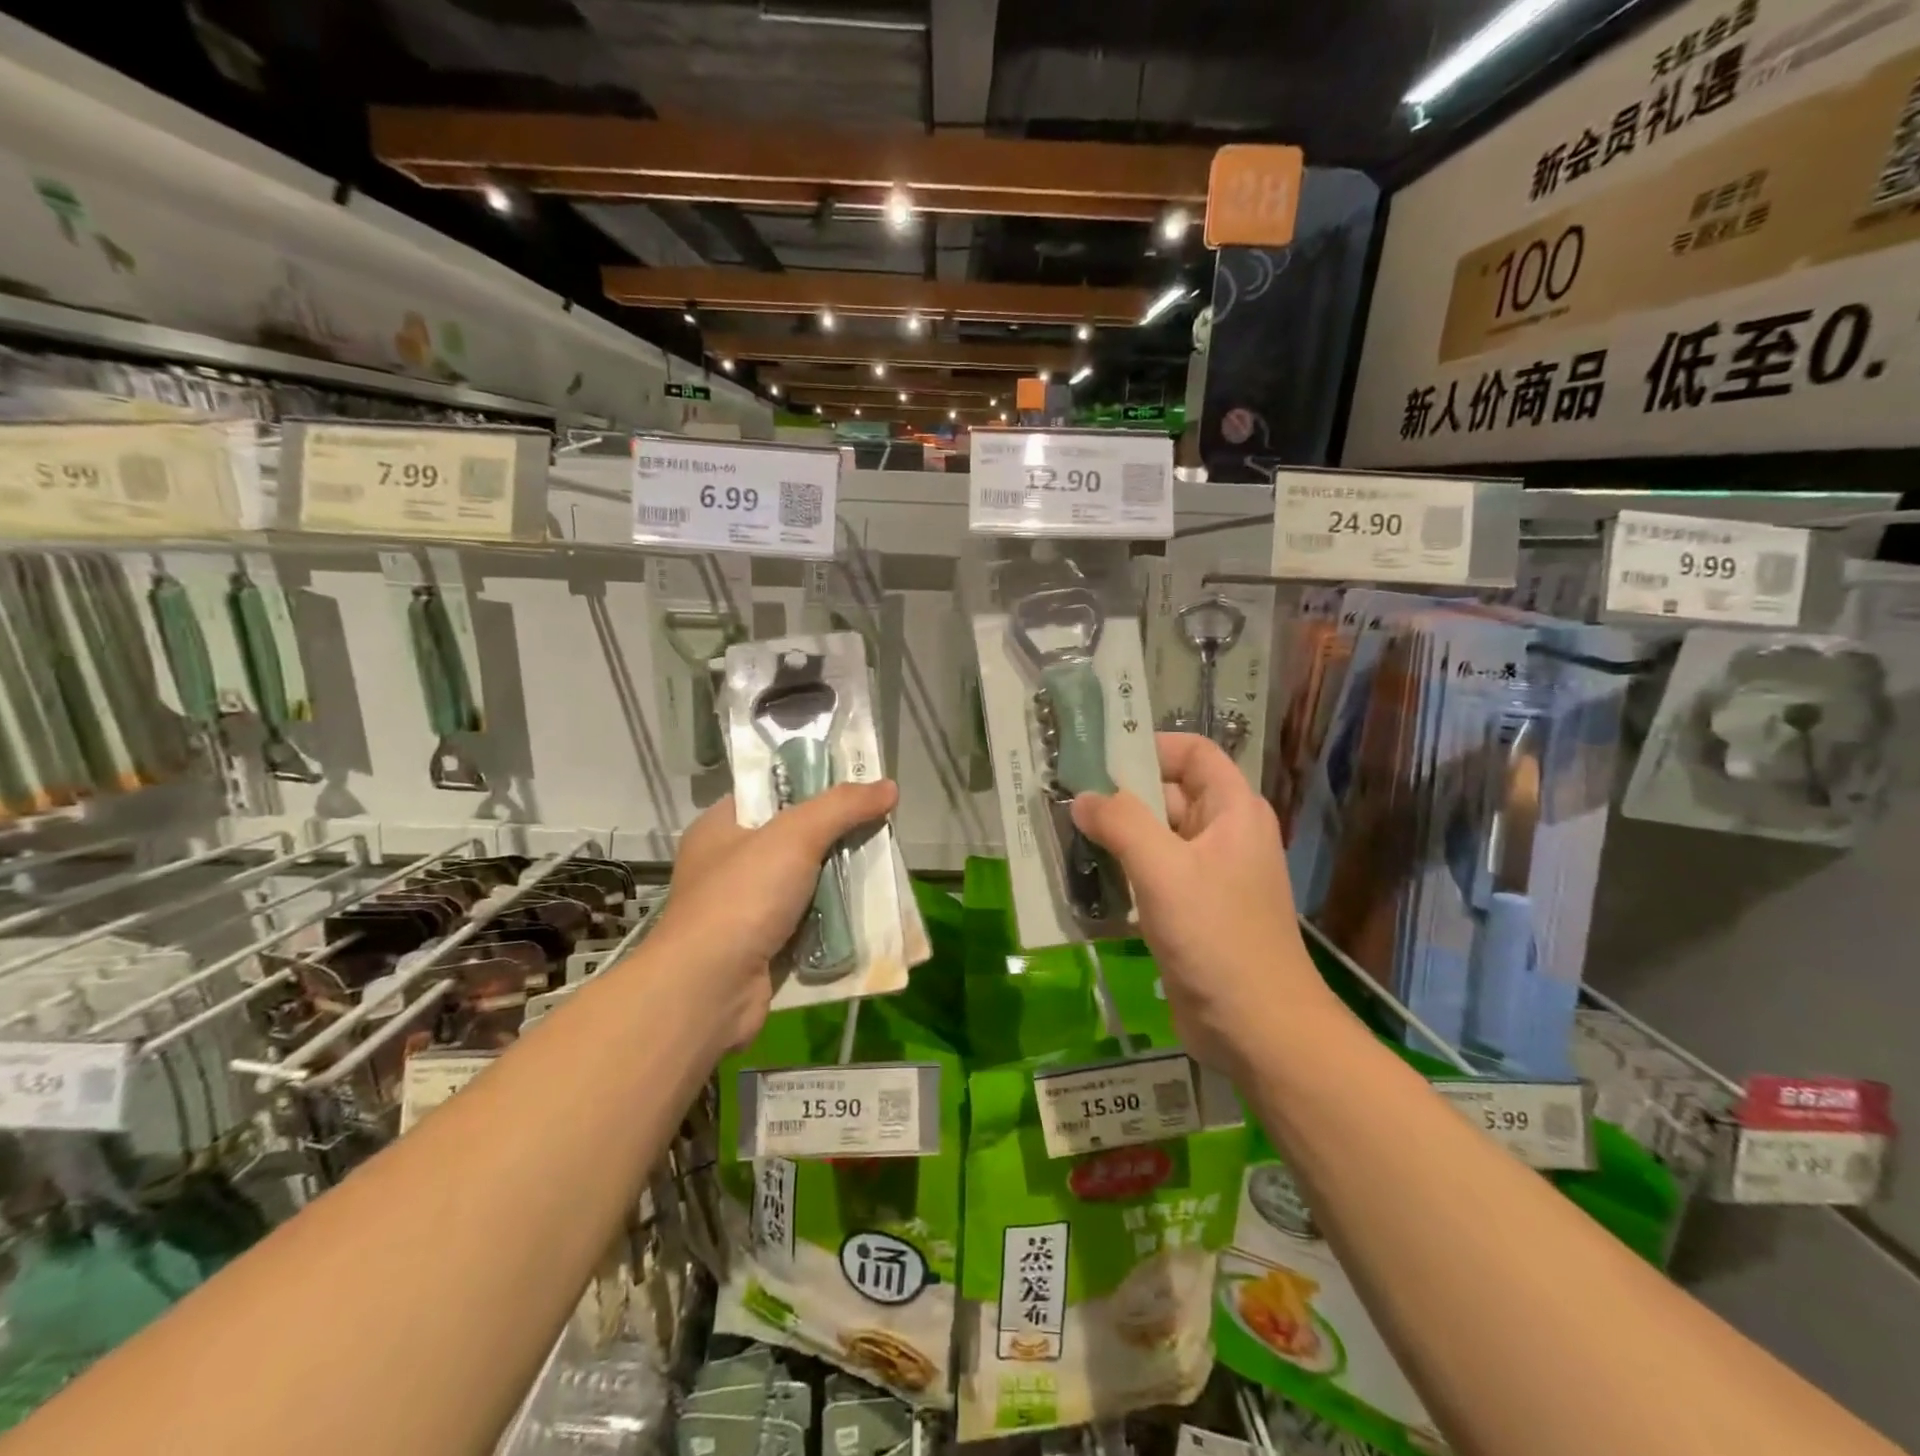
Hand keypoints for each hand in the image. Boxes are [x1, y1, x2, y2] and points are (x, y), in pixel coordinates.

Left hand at [652, 781, 898, 1050]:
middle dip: (839, 837)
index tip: (858, 786)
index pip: (772, 792)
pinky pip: (811, 922)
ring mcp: (748, 909)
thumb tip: (888, 785)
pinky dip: (836, 920)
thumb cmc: (742, 897)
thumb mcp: (794, 836)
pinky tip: (870, 913)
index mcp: (723, 827)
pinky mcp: (766, 946)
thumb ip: (841, 806)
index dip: (814, 785)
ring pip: (808, 883)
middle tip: (882, 829)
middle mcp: (731, 864)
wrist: (710, 991)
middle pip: (797, 838)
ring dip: (843, 881)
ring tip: (886, 869)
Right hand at [1071, 733, 1335, 1078]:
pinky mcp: (1191, 912)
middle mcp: (1223, 834)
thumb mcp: (1164, 870)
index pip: (1192, 753)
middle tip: (1062, 802)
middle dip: (1118, 797)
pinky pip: (1151, 877)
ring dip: (1114, 839)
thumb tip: (1082, 798)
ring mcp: (1207, 875)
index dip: (1149, 747)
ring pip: (1154, 839)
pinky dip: (1121, 874)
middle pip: (1167, 794)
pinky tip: (1084, 883)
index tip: (1097, 759)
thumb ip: (1121, 823)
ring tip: (1063, 839)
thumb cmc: (1216, 937)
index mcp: (1232, 811)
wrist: (1257, 1029)